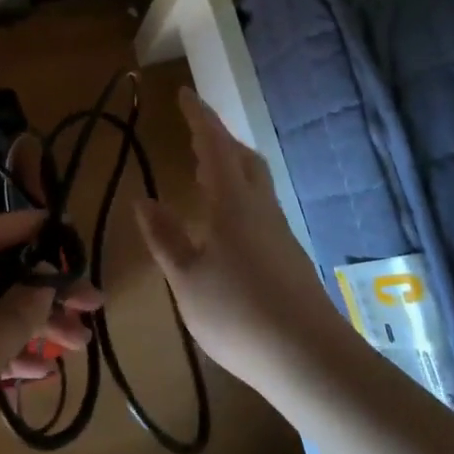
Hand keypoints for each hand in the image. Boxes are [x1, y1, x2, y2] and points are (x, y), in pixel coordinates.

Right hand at [134, 88, 334, 393]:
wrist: (310, 359)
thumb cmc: (238, 314)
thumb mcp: (186, 278)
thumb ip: (164, 237)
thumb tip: (143, 200)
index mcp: (232, 204)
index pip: (214, 145)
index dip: (198, 117)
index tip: (184, 93)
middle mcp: (259, 208)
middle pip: (243, 158)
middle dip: (218, 139)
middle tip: (193, 134)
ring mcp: (278, 232)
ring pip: (254, 183)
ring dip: (229, 166)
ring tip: (203, 172)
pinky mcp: (288, 256)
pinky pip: (259, 207)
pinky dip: (237, 195)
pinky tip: (224, 222)